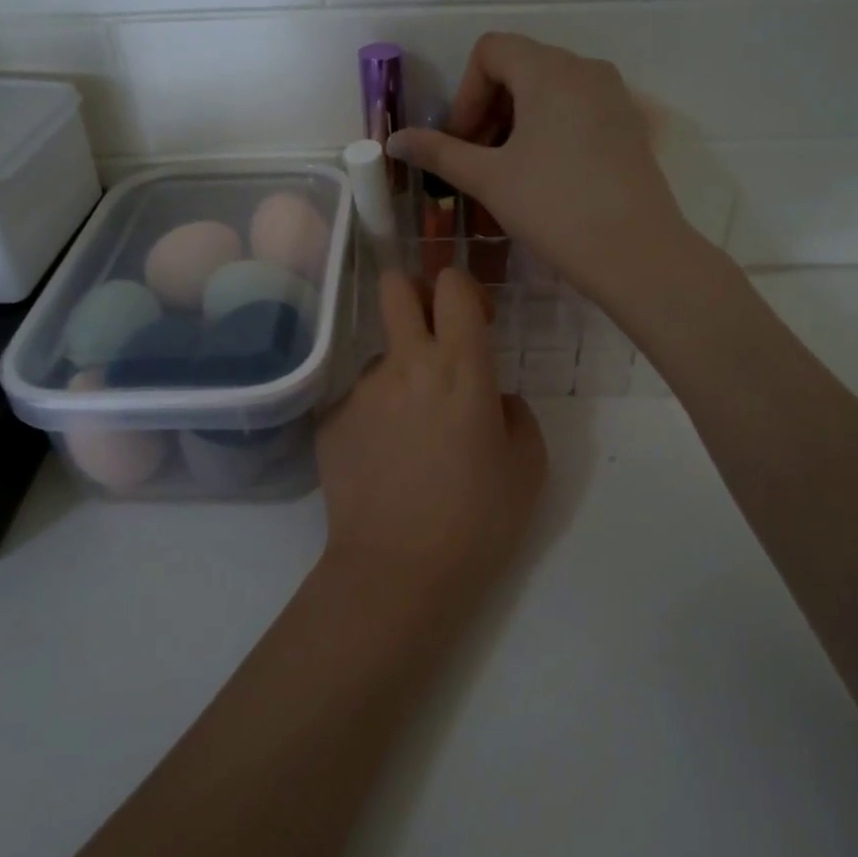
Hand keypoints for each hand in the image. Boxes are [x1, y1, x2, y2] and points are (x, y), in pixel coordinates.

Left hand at [315, 268, 545, 594]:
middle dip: (413, 293)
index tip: (476, 323)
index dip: (464, 289)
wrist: (398, 572)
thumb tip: (493, 399)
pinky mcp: (330, 422)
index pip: (451, 284)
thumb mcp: (527, 465)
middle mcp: (404, 364)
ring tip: (413, 439)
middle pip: (394, 286)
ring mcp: (360, 391)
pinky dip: (376, 419)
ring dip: (400, 378)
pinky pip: (359, 403)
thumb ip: (515, 413)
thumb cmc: (477, 519)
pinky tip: (386, 465)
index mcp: (459, 366)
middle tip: (432, 334)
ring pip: (381, 357)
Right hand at [387, 33, 692, 309]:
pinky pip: (577, 109)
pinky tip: (544, 176)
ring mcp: (613, 96)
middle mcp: (585, 69)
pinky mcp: (628, 125)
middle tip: (476, 160)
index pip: (491, 51)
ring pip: (549, 90)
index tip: (461, 141)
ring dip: (516, 121)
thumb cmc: (554, 207)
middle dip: (488, 109)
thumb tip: (394, 141)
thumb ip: (439, 153)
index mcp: (549, 70)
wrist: (634, 252)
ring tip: (507, 172)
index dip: (465, 93)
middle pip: (520, 67)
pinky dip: (548, 129)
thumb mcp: (489, 178)